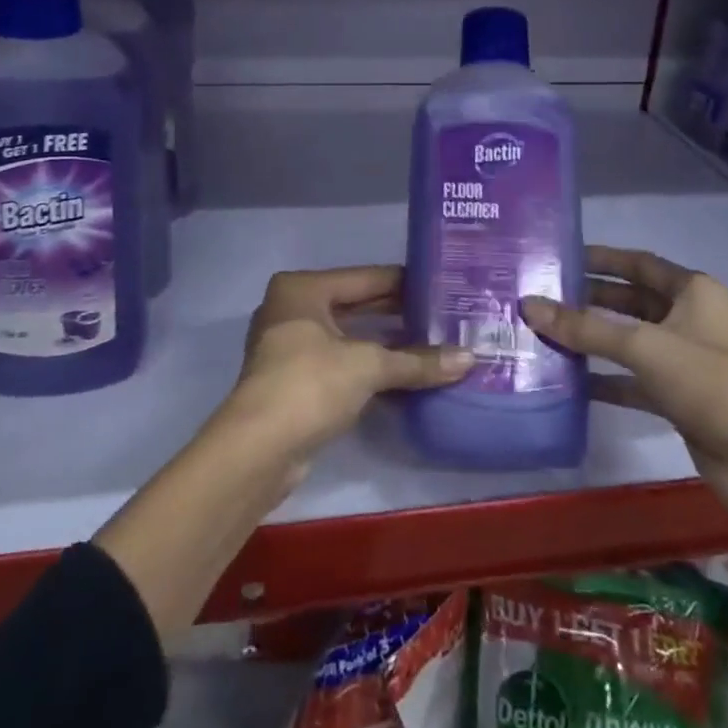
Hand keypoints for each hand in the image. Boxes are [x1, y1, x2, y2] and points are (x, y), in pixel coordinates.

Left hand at [226, 266, 473, 474]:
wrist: (257, 450)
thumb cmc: (309, 385)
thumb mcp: (368, 366)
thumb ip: (417, 361)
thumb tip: (470, 359)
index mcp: (303, 288)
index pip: (366, 277)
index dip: (406, 283)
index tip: (444, 286)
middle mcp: (293, 308)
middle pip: (357, 305)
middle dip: (399, 314)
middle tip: (446, 316)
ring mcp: (291, 346)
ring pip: (349, 336)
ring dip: (386, 343)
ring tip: (435, 343)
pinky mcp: (295, 381)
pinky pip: (342, 362)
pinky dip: (370, 366)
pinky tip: (406, 374)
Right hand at [521, 246, 727, 512]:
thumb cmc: (710, 383)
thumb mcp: (644, 347)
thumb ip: (584, 327)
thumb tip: (528, 305)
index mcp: (695, 292)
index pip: (640, 263)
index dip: (601, 258)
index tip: (560, 256)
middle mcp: (692, 319)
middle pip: (631, 301)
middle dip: (590, 299)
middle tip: (543, 296)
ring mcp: (687, 360)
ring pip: (630, 340)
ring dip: (593, 338)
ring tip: (545, 333)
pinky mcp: (680, 397)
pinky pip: (634, 378)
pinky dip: (605, 377)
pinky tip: (569, 380)